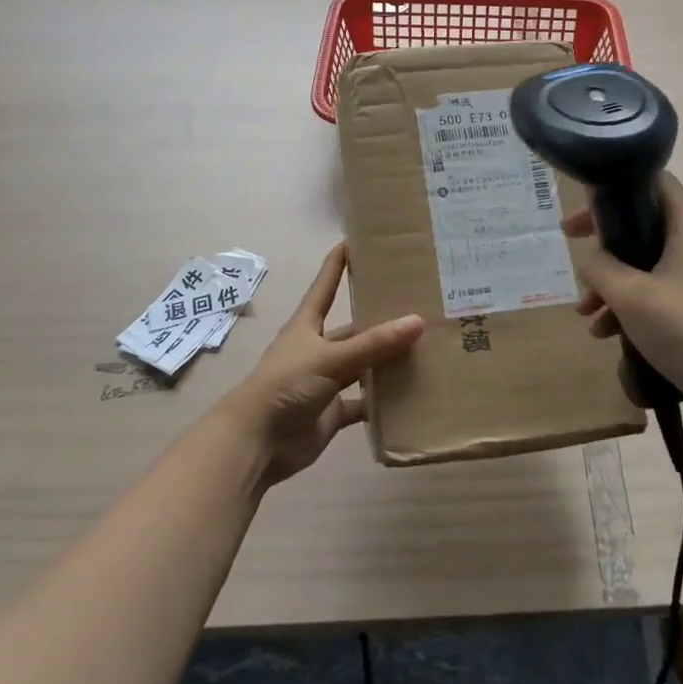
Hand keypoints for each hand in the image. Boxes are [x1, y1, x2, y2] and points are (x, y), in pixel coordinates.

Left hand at [214, 243, 423, 487]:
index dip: (338, 264)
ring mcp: (326, 381)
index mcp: (308, 325)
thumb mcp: (330, 359)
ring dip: (386, 360)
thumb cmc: (286, 386)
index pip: (325, 286)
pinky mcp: (333, 411)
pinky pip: (364, 402)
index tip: (355, 240)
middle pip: (353, 328)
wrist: (257, 442)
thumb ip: (373, 344)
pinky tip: (411, 394)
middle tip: (417, 303)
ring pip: (363, 365)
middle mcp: (318, 348)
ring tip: (425, 347)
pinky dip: (383, 401)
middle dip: (379, 319)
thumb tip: (417, 321)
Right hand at [563, 173, 682, 429]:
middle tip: (571, 247)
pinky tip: (605, 333)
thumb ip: (600, 267)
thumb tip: (590, 257)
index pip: (654, 181)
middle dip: (604, 242)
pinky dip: (629, 305)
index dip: (615, 189)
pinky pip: (656, 291)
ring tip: (585, 311)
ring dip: (611, 282)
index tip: (584, 210)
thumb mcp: (631, 295)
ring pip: (644, 263)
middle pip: (642, 224)